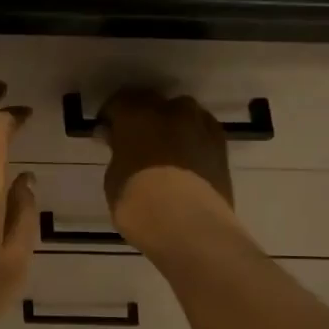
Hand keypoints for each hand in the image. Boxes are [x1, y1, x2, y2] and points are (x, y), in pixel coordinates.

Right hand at [98, 88, 241, 254]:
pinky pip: (201, 134)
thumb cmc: (139, 203)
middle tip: (135, 142)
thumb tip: (115, 139)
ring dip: (171, 128)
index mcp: (137, 114)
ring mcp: (200, 126)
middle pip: (154, 104)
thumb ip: (117, 152)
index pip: (119, 103)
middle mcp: (171, 111)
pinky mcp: (221, 146)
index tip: (106, 134)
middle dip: (143, 118)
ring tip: (164, 152)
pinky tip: (185, 162)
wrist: (190, 226)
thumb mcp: (114, 179)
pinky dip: (191, 142)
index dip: (111, 118)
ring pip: (182, 116)